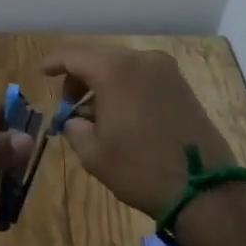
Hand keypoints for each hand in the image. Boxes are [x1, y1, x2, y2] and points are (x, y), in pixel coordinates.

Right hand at [42, 44, 236, 218]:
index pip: (74, 56)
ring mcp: (167, 73)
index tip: (41, 72)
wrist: (204, 190)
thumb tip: (75, 121)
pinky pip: (143, 79)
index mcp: (116, 70)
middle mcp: (143, 61)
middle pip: (100, 59)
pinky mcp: (183, 88)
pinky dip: (125, 90)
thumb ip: (74, 128)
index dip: (54, 62)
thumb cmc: (140, 168)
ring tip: (94, 116)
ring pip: (123, 68)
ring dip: (103, 85)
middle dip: (80, 78)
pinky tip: (120, 116)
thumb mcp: (93, 153)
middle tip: (68, 105)